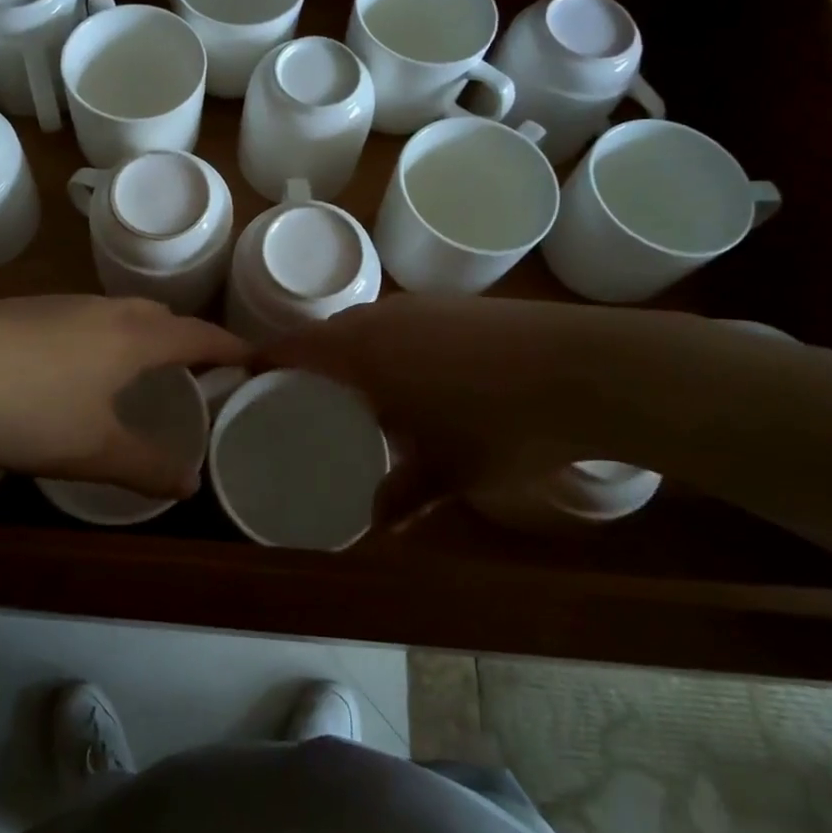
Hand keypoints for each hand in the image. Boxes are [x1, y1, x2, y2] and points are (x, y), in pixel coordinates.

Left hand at [0, 296, 247, 498]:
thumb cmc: (31, 409)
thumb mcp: (93, 449)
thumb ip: (145, 466)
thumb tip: (189, 484)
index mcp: (135, 338)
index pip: (198, 336)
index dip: (229, 347)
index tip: (253, 356)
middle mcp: (106, 310)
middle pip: (161, 316)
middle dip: (185, 338)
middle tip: (195, 369)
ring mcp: (64, 304)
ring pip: (120, 312)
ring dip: (141, 334)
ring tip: (140, 366)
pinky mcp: (28, 308)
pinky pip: (86, 316)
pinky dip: (104, 334)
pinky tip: (77, 363)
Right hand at [258, 296, 698, 523]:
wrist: (586, 369)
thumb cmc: (500, 424)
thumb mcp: (447, 474)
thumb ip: (401, 497)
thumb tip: (373, 528)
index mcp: (362, 351)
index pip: (293, 347)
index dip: (264, 360)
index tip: (245, 378)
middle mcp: (383, 317)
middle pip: (328, 333)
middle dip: (310, 361)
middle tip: (302, 398)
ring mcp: (424, 305)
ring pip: (368, 324)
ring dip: (355, 352)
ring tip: (359, 393)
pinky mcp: (458, 305)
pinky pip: (403, 322)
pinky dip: (392, 346)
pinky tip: (418, 379)